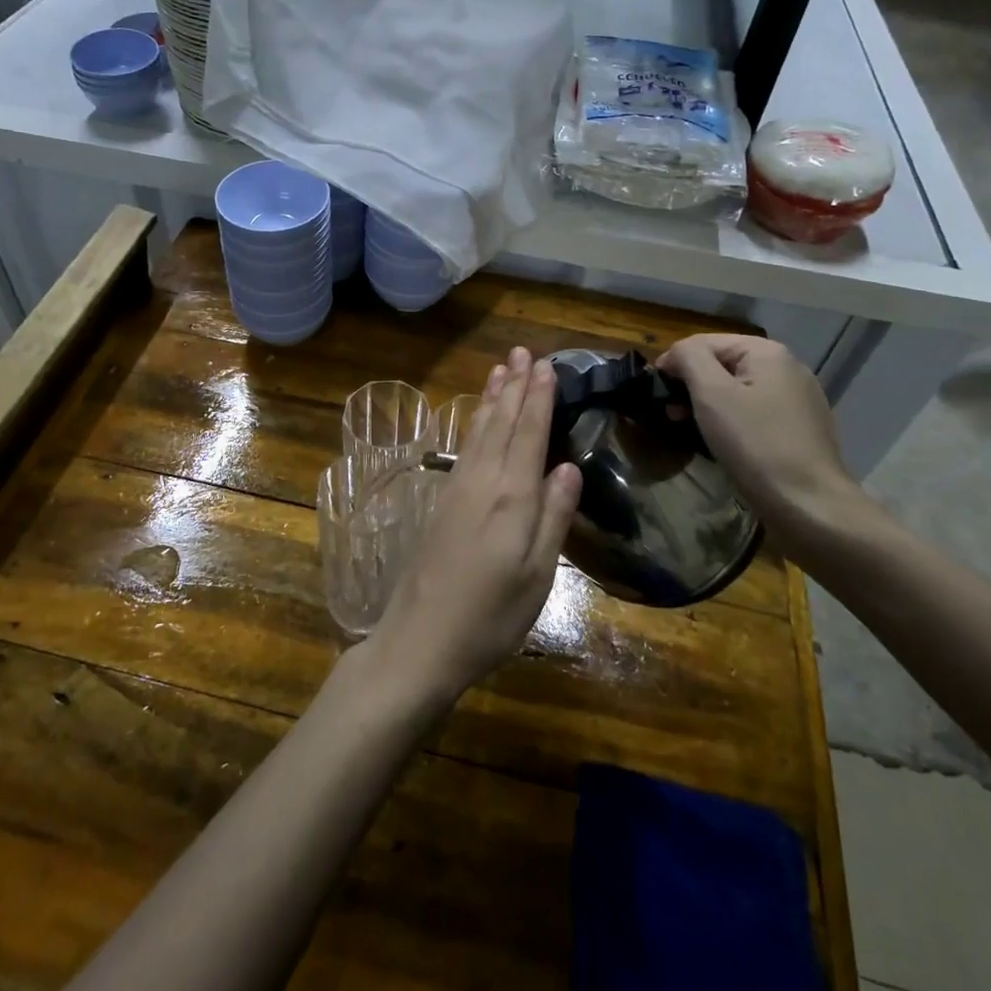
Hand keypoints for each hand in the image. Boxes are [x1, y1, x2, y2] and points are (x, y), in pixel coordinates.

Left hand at [367, 347, 581, 706]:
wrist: (420, 640)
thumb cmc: (490, 617)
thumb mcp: (536, 576)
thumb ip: (553, 517)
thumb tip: (569, 466)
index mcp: (511, 498)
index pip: (529, 435)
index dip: (538, 398)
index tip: (546, 365)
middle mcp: (482, 482)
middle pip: (502, 423)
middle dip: (515, 386)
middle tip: (523, 351)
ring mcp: (457, 489)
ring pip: (479, 430)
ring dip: (492, 398)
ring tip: (501, 369)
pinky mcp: (442, 502)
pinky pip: (464, 447)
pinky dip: (474, 423)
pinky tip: (477, 417)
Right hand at [657, 334, 864, 546]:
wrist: (809, 505)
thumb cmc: (755, 444)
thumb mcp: (712, 394)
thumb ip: (689, 359)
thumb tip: (676, 353)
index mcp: (767, 352)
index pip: (704, 342)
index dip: (674, 362)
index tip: (654, 392)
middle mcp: (788, 367)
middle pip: (723, 363)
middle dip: (692, 384)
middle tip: (670, 413)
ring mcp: (798, 398)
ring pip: (739, 389)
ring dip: (709, 403)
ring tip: (690, 428)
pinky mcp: (801, 427)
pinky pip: (755, 411)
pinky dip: (732, 419)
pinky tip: (723, 441)